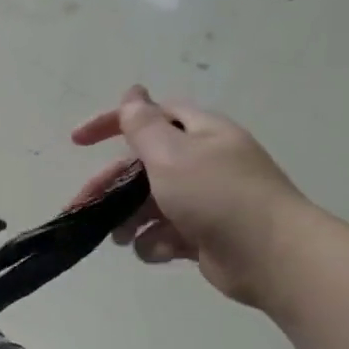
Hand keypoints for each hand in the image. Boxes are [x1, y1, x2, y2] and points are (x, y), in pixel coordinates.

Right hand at [71, 86, 316, 307]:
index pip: (151, 117)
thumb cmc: (217, 196)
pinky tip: (157, 251)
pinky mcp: (204, 235)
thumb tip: (132, 93)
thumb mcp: (172, 154)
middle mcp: (203, 163)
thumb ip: (143, 126)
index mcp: (201, 134)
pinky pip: (166, 233)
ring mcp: (204, 201)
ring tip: (119, 238)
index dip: (113, 123)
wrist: (271, 255)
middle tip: (81, 205)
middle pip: (143, 167)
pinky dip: (156, 242)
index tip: (77, 142)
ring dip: (129, 219)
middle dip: (110, 186)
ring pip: (150, 204)